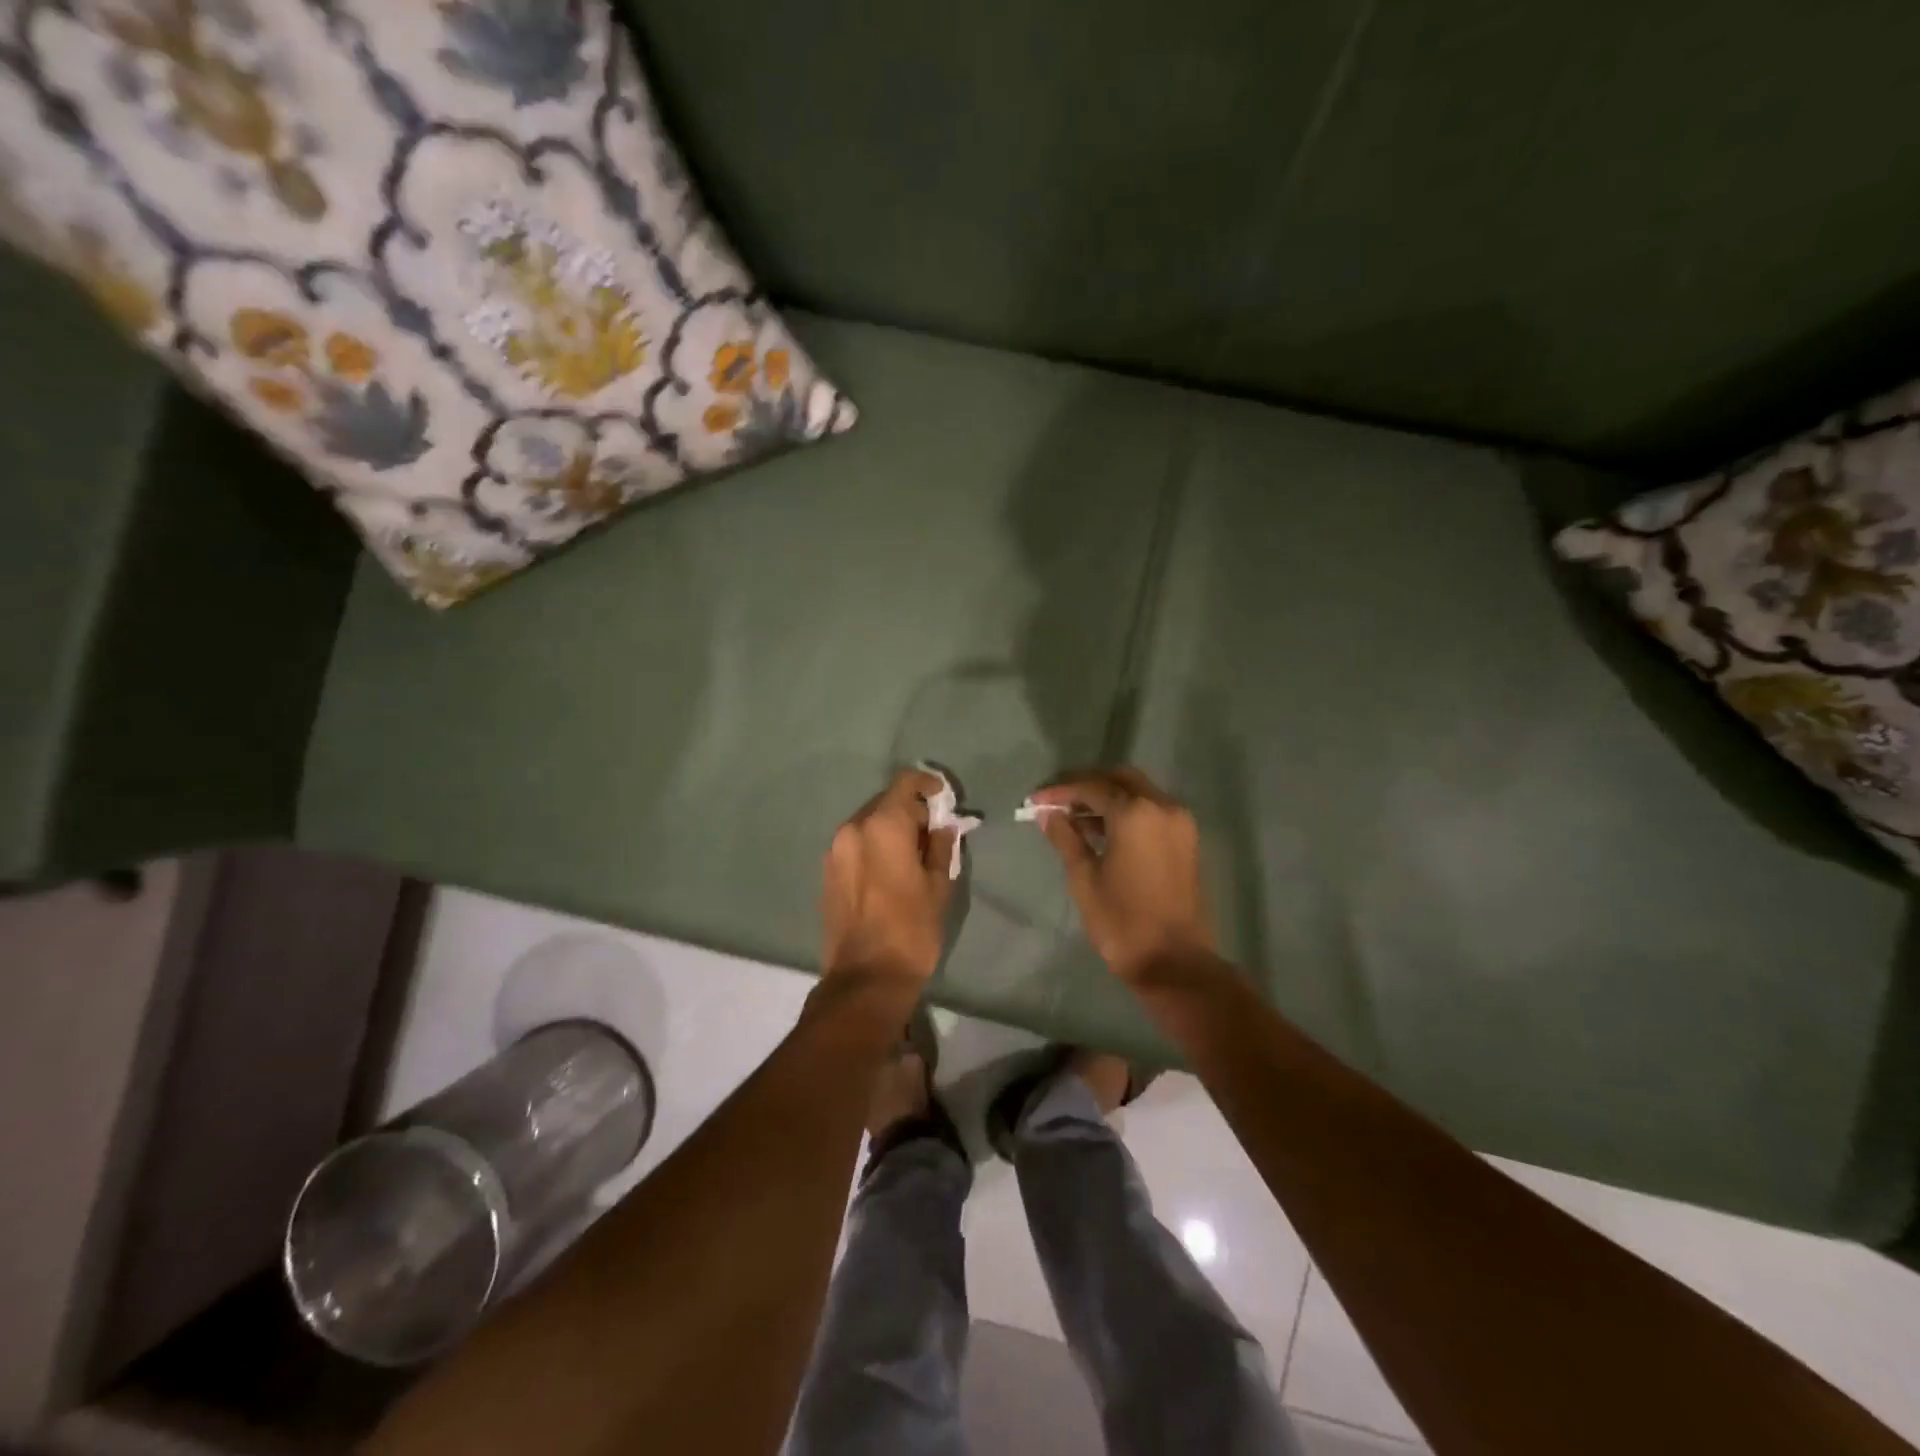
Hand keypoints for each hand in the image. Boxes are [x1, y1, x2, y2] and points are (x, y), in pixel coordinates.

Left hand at [821, 768, 956, 984]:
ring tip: (912, 855)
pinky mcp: (827, 872)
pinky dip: (874, 846)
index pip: (905, 783)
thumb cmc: (911, 929)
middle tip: (933, 832)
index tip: (943, 797)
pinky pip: (855, 845)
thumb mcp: (939, 886)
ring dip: (891, 830)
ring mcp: (834, 851)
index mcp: (883, 826)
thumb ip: (940, 846)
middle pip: (885, 803)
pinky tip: (890, 871)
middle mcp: (853, 829)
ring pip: (868, 824)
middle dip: (910, 811)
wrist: (865, 978)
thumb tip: (942, 826)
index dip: (927, 784)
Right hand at [1029, 767, 1213, 983]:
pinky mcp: (1186, 841)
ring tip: (1073, 818)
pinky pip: (1152, 811)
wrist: (1174, 962)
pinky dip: (1126, 812)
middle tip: (1057, 802)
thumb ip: (1066, 838)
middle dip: (1087, 785)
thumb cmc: (1122, 921)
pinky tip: (1101, 831)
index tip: (1035, 800)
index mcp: (1136, 813)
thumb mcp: (1084, 878)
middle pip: (1120, 779)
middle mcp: (1163, 807)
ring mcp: (1179, 823)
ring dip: (1107, 798)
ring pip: (1138, 793)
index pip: (1092, 786)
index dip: (1061, 791)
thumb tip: (1048, 814)